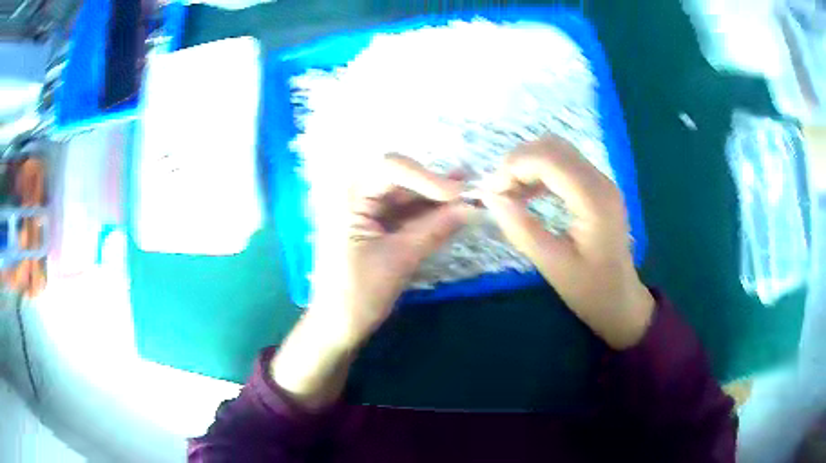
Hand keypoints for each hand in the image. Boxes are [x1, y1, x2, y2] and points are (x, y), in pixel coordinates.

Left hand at [274, 154, 466, 409]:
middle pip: (397, 177)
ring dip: (433, 197)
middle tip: (469, 189)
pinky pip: (400, 210)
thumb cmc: (359, 294)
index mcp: (346, 196)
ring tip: (467, 196)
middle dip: (433, 184)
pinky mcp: (369, 224)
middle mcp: (350, 194)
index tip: (457, 194)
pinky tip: (449, 211)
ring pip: (402, 193)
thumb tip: (471, 207)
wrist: (336, 326)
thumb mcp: (401, 258)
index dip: (426, 176)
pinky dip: (424, 212)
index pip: (389, 168)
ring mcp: (359, 209)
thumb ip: (436, 228)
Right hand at [481, 136, 653, 349]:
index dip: (513, 167)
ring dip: (528, 165)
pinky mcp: (596, 187)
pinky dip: (540, 171)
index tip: (490, 192)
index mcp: (594, 200)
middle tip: (498, 192)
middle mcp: (600, 181)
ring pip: (557, 151)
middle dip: (518, 162)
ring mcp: (601, 181)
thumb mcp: (552, 265)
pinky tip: (528, 193)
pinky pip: (563, 164)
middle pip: (552, 147)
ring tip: (509, 193)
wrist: (621, 300)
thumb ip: (521, 229)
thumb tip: (491, 198)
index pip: (548, 159)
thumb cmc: (590, 290)